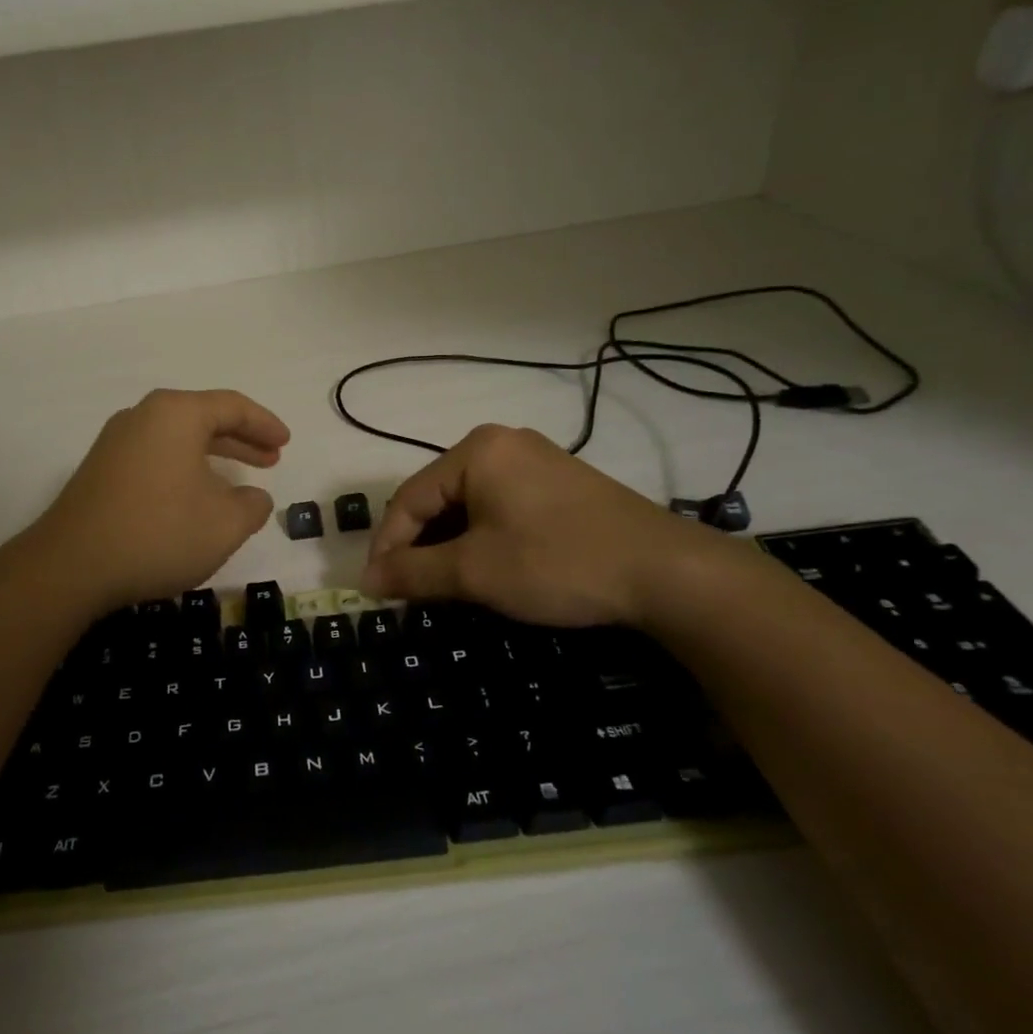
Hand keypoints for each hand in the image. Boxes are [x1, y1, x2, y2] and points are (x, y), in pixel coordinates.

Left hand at [24, 389, 289, 612]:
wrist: (71, 566)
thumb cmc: (159, 533)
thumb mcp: (225, 524)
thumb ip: (252, 505)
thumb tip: (253, 497)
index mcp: (176, 414)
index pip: (232, 406)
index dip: (265, 424)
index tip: (286, 443)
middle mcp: (143, 416)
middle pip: (203, 418)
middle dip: (241, 439)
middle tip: (271, 459)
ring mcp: (116, 442)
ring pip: (178, 439)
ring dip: (213, 456)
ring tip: (240, 480)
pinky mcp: (101, 470)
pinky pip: (156, 456)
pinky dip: (185, 468)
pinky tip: (195, 497)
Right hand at [359, 424, 731, 628]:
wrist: (666, 571)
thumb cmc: (557, 563)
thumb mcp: (475, 571)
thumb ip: (414, 572)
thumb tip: (367, 581)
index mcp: (476, 450)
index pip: (409, 498)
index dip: (386, 546)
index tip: (374, 590)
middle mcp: (502, 443)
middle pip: (438, 497)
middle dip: (418, 545)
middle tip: (407, 590)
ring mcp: (536, 460)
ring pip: (469, 503)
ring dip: (449, 544)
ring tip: (441, 584)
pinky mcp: (560, 482)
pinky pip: (501, 505)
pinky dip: (482, 537)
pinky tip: (484, 567)